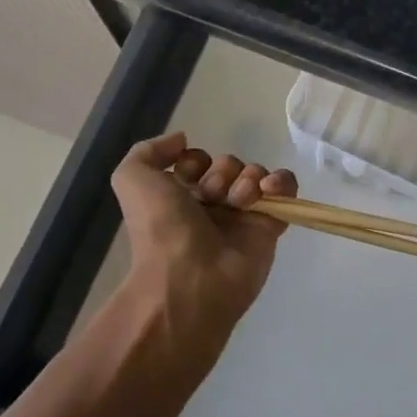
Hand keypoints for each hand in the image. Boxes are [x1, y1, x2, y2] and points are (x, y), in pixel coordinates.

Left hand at [112, 132, 298, 334]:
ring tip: (238, 202)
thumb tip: (183, 139)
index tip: (188, 177)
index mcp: (181, 195)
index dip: (195, 162)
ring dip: (247, 178)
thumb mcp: (132, 179)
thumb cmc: (160, 228)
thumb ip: (149, 151)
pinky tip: (269, 190)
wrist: (190, 277)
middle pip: (229, 165)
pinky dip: (281, 183)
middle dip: (222, 173)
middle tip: (212, 197)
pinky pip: (285, 190)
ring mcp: (243, 215)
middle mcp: (212, 204)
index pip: (200, 160)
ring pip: (255, 174)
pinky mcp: (270, 226)